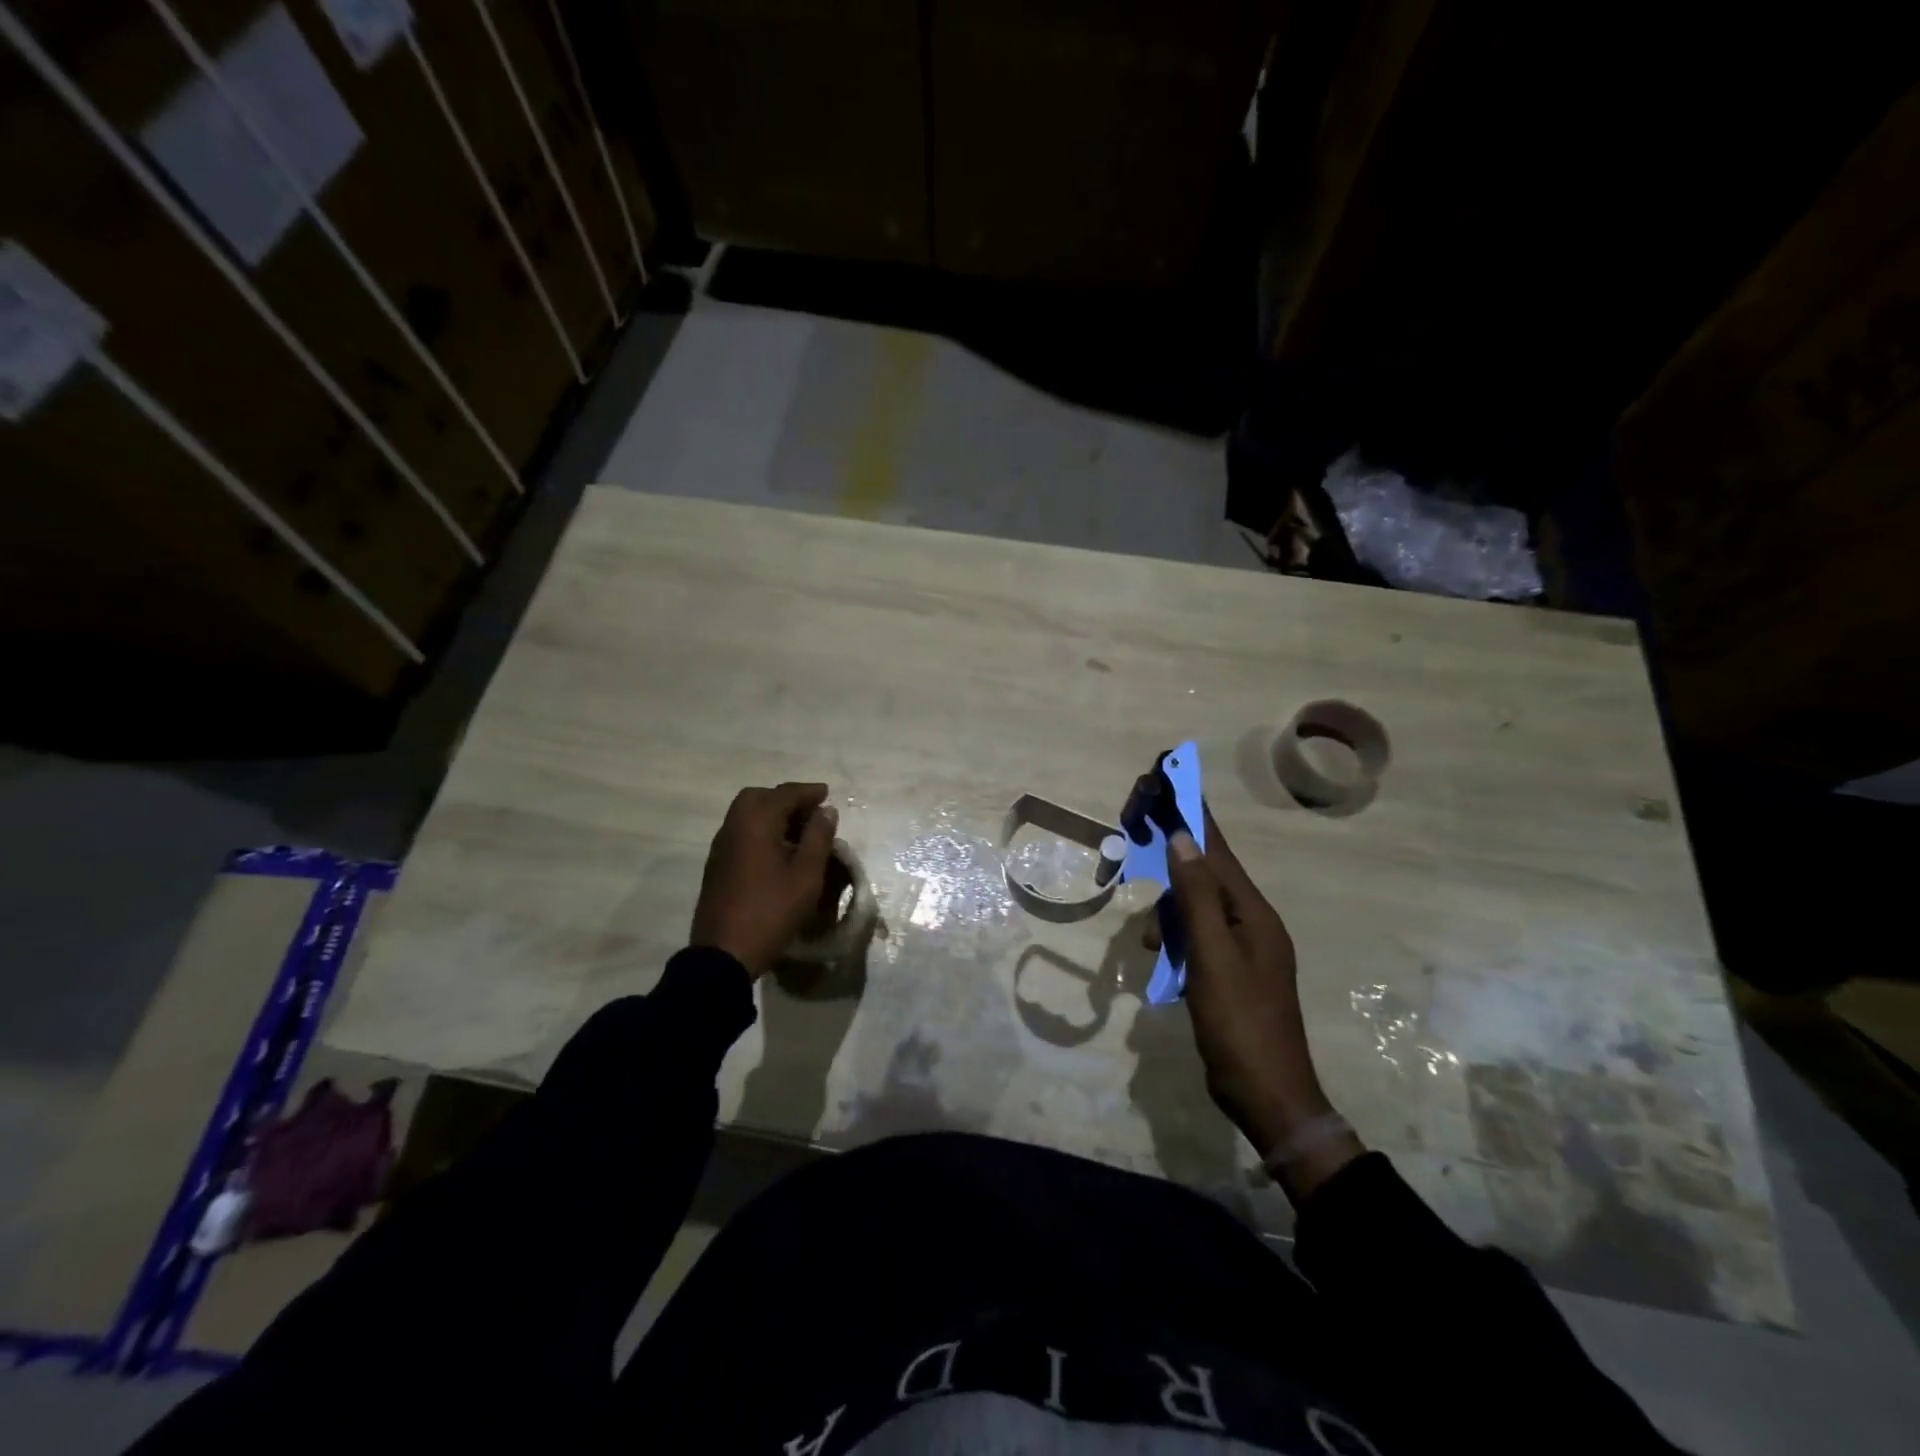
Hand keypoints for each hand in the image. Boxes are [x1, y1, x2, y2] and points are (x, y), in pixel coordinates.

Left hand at [690, 783, 838, 977]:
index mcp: (755, 822)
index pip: (785, 794)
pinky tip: (778, 850)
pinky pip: (741, 833)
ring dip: (772, 814)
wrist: (724, 953)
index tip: (828, 794)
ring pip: (746, 815)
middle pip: (759, 797)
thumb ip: (818, 837)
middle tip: (810, 811)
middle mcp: (733, 826)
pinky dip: (761, 830)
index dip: (809, 792)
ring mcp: (721, 846)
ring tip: (799, 831)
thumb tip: (825, 811)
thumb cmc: (771, 910)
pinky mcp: (717, 865)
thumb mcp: (806, 875)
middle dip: (786, 799)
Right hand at [1162, 810, 1362, 1197]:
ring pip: (1196, 910)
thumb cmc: (1240, 1024)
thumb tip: (1183, 840)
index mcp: (1254, 913)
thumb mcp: (1212, 958)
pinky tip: (1160, 961)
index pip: (1217, 851)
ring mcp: (1242, 949)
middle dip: (1171, 866)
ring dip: (1168, 916)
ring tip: (1151, 946)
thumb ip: (1196, 898)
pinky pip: (1196, 938)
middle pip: (1205, 876)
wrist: (1268, 1097)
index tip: (1172, 779)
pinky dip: (1175, 942)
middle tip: (1137, 851)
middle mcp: (1251, 922)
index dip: (1193, 815)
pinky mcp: (1229, 971)